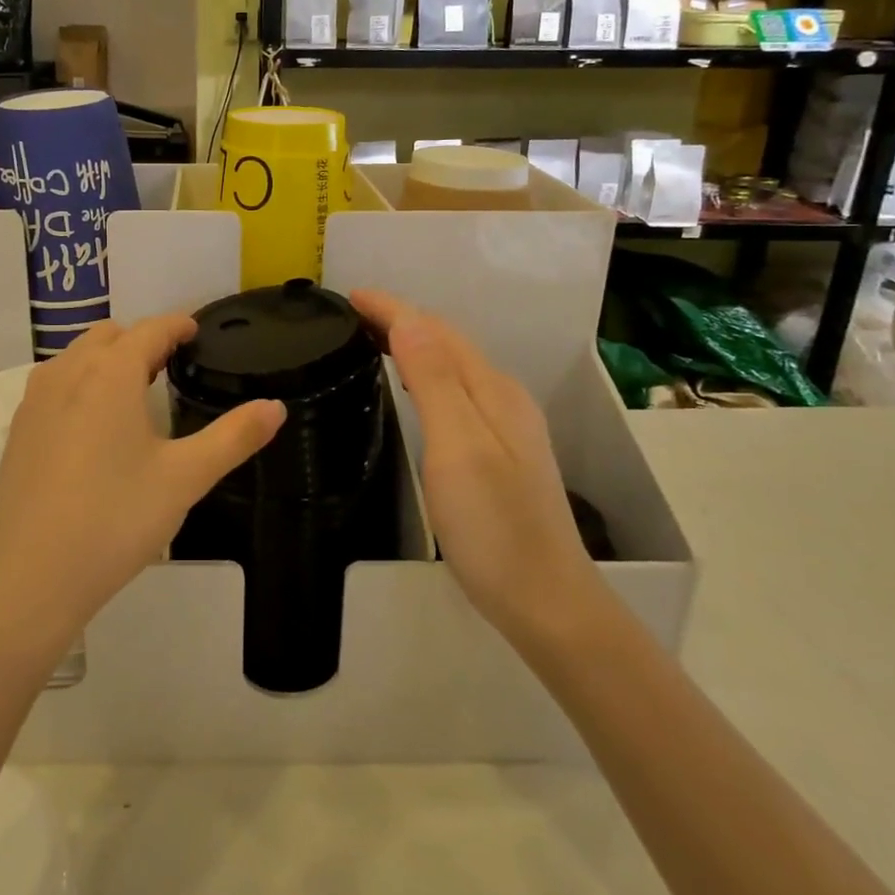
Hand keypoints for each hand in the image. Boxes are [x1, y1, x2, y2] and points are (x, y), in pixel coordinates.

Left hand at [0, 316, 284, 662]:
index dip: (178, 325)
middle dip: (142, 340)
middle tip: (171, 366)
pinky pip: (55, 385)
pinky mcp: (17, 431)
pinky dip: (81, 384)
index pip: (150, 330)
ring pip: (77, 357)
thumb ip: (233, 437)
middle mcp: (67, 373)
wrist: (25, 579)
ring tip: (135, 391)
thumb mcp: (184, 479)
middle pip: (109, 336)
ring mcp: (34, 401)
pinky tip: (94, 427)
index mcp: (110, 373)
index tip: (196, 331)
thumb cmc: (113, 520)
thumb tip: (276, 407)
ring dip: (108, 359)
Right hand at [351, 290, 607, 658]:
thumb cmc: (494, 525)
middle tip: (352, 316)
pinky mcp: (500, 451)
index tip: (349, 295)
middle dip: (401, 320)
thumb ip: (434, 380)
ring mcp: (506, 425)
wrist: (545, 599)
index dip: (392, 309)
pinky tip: (413, 389)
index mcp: (492, 390)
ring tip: (373, 341)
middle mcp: (502, 397)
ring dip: (413, 344)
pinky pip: (456, 390)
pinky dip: (425, 374)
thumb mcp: (458, 447)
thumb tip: (408, 320)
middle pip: (447, 342)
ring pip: (452, 365)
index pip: (435, 331)